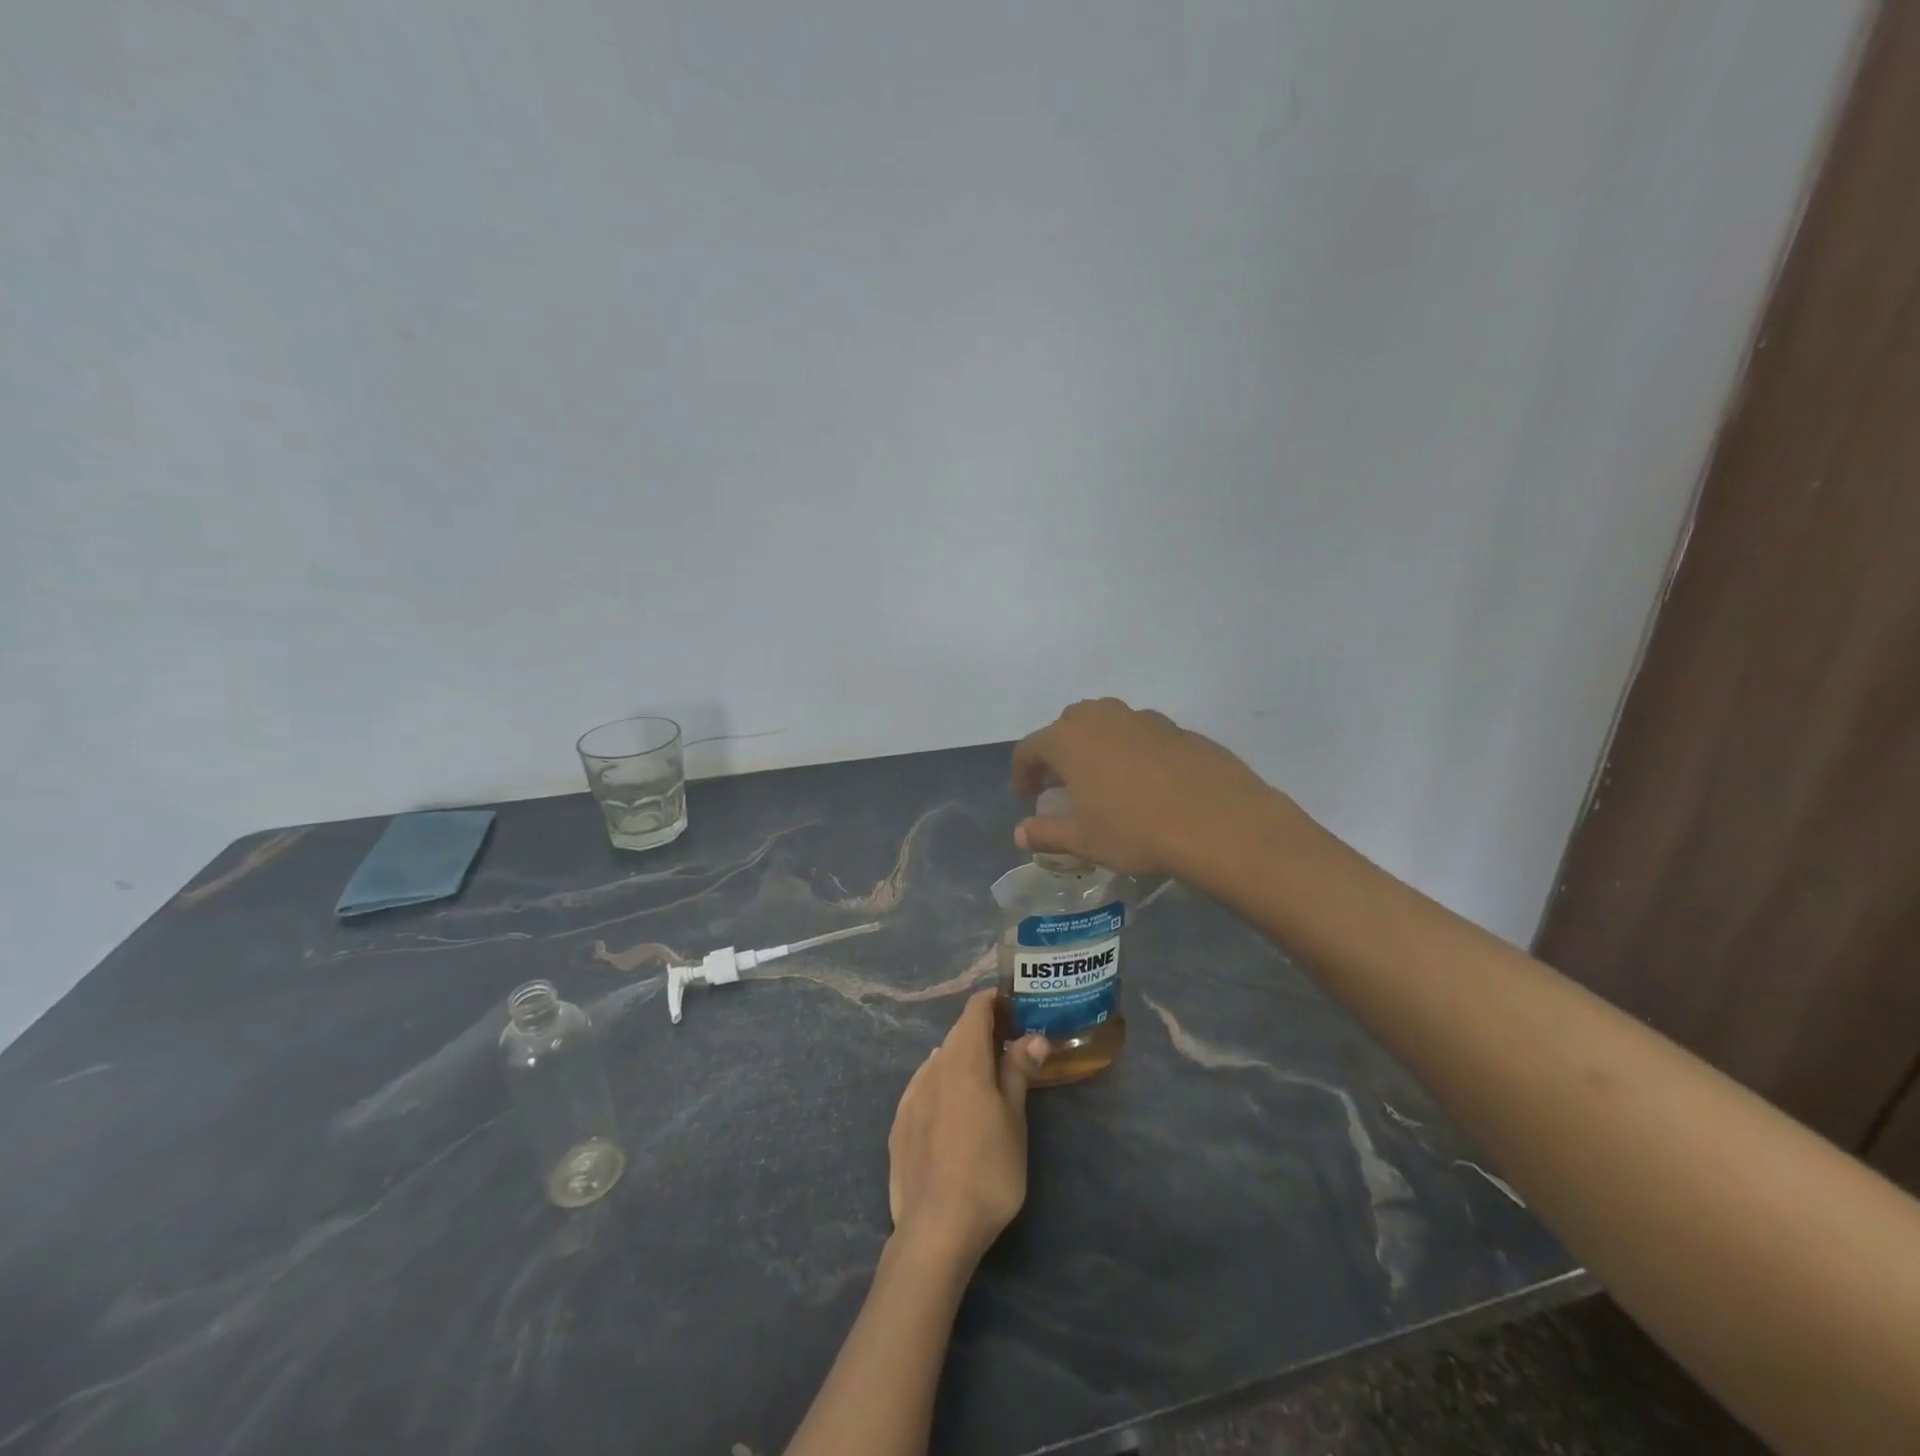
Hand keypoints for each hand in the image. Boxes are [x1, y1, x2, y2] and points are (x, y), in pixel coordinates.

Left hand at [888, 991, 1048, 1266]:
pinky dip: (944, 1083)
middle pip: (958, 1034)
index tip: (1016, 1008)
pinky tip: (955, 1107)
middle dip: (983, 1031)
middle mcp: (932, 1067)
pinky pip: (925, 1086)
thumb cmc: (988, 1170)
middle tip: (1011, 1045)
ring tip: (986, 1078)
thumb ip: (1018, 1072)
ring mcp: (911, 1095)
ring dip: (963, 1058)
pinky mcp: (899, 1122)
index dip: (994, 1002)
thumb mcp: (1014, 1120)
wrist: (935, 1228)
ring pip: (940, 1060)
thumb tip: (1032, 1036)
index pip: (975, 1010)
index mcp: (964, 1060)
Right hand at [1011, 698, 1288, 879]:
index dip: (1023, 774)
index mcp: (1069, 738)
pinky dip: (1132, 751)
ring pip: (1107, 723)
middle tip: (1064, 787)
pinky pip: (1141, 734)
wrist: (1218, 822)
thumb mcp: (1084, 839)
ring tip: (1105, 782)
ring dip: (1096, 747)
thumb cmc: (1135, 830)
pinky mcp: (1178, 729)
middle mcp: (1102, 717)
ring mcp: (1143, 718)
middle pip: (1066, 726)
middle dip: (1058, 753)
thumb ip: (1046, 832)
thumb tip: (1020, 834)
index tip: (1029, 800)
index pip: (1029, 748)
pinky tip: (1147, 784)